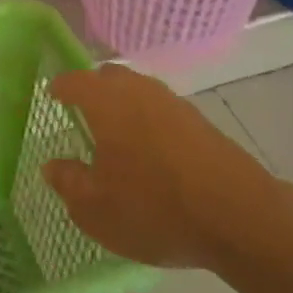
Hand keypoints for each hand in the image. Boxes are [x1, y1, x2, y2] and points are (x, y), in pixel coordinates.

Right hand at [43, 64, 283, 270]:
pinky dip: (150, 122)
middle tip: (84, 113)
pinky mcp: (201, 122)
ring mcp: (173, 103)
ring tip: (119, 136)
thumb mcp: (97, 209)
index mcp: (106, 101)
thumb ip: (69, 183)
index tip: (52, 95)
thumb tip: (52, 166)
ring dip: (125, 105)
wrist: (240, 216)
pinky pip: (163, 111)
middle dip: (94, 89)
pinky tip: (154, 154)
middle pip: (109, 77)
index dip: (61, 87)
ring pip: (139, 91)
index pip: (75, 81)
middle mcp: (137, 90)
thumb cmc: (155, 207)